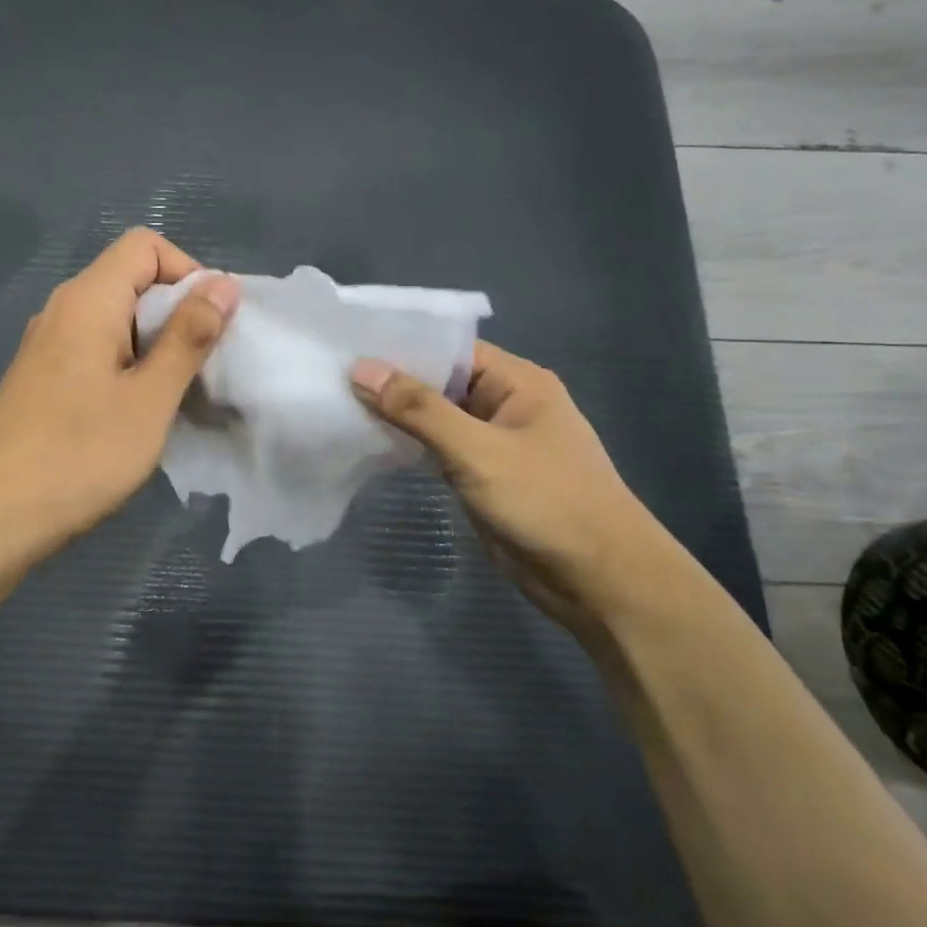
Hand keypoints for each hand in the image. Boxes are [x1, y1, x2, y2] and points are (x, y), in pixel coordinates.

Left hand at [0, 228, 240, 562]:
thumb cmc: (80, 455)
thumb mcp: (150, 397)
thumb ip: (189, 337)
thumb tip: (224, 284)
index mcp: (88, 300)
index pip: (145, 246)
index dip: (187, 272)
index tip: (211, 326)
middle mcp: (62, 309)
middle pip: (130, 279)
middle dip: (176, 313)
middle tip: (199, 368)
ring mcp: (46, 345)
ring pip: (114, 319)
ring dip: (154, 345)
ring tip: (172, 395)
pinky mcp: (41, 378)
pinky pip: (94, 350)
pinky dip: (126, 366)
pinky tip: (135, 413)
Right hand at [350, 343, 666, 637]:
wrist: (598, 580)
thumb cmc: (547, 502)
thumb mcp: (478, 451)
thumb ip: (419, 410)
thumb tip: (361, 369)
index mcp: (516, 382)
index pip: (448, 349)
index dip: (400, 346)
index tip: (346, 346)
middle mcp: (504, 404)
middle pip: (438, 382)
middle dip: (390, 383)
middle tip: (328, 376)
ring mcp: (492, 443)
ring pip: (435, 419)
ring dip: (395, 416)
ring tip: (336, 405)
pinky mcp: (482, 477)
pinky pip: (438, 450)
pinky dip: (407, 447)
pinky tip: (367, 444)